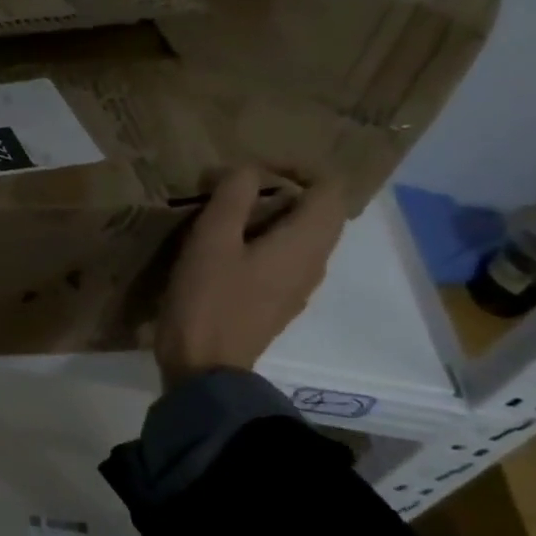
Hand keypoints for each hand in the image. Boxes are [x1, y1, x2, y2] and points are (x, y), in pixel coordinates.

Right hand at [154, 167, 346, 389]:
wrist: (205, 367)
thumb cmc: (208, 300)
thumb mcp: (211, 240)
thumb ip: (232, 198)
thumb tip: (246, 170)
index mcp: (305, 242)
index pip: (330, 187)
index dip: (298, 167)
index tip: (254, 168)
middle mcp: (314, 262)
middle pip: (320, 211)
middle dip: (284, 190)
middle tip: (235, 188)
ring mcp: (299, 286)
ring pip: (302, 236)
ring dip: (273, 216)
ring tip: (226, 215)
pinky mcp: (279, 303)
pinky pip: (286, 258)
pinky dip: (266, 241)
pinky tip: (225, 250)